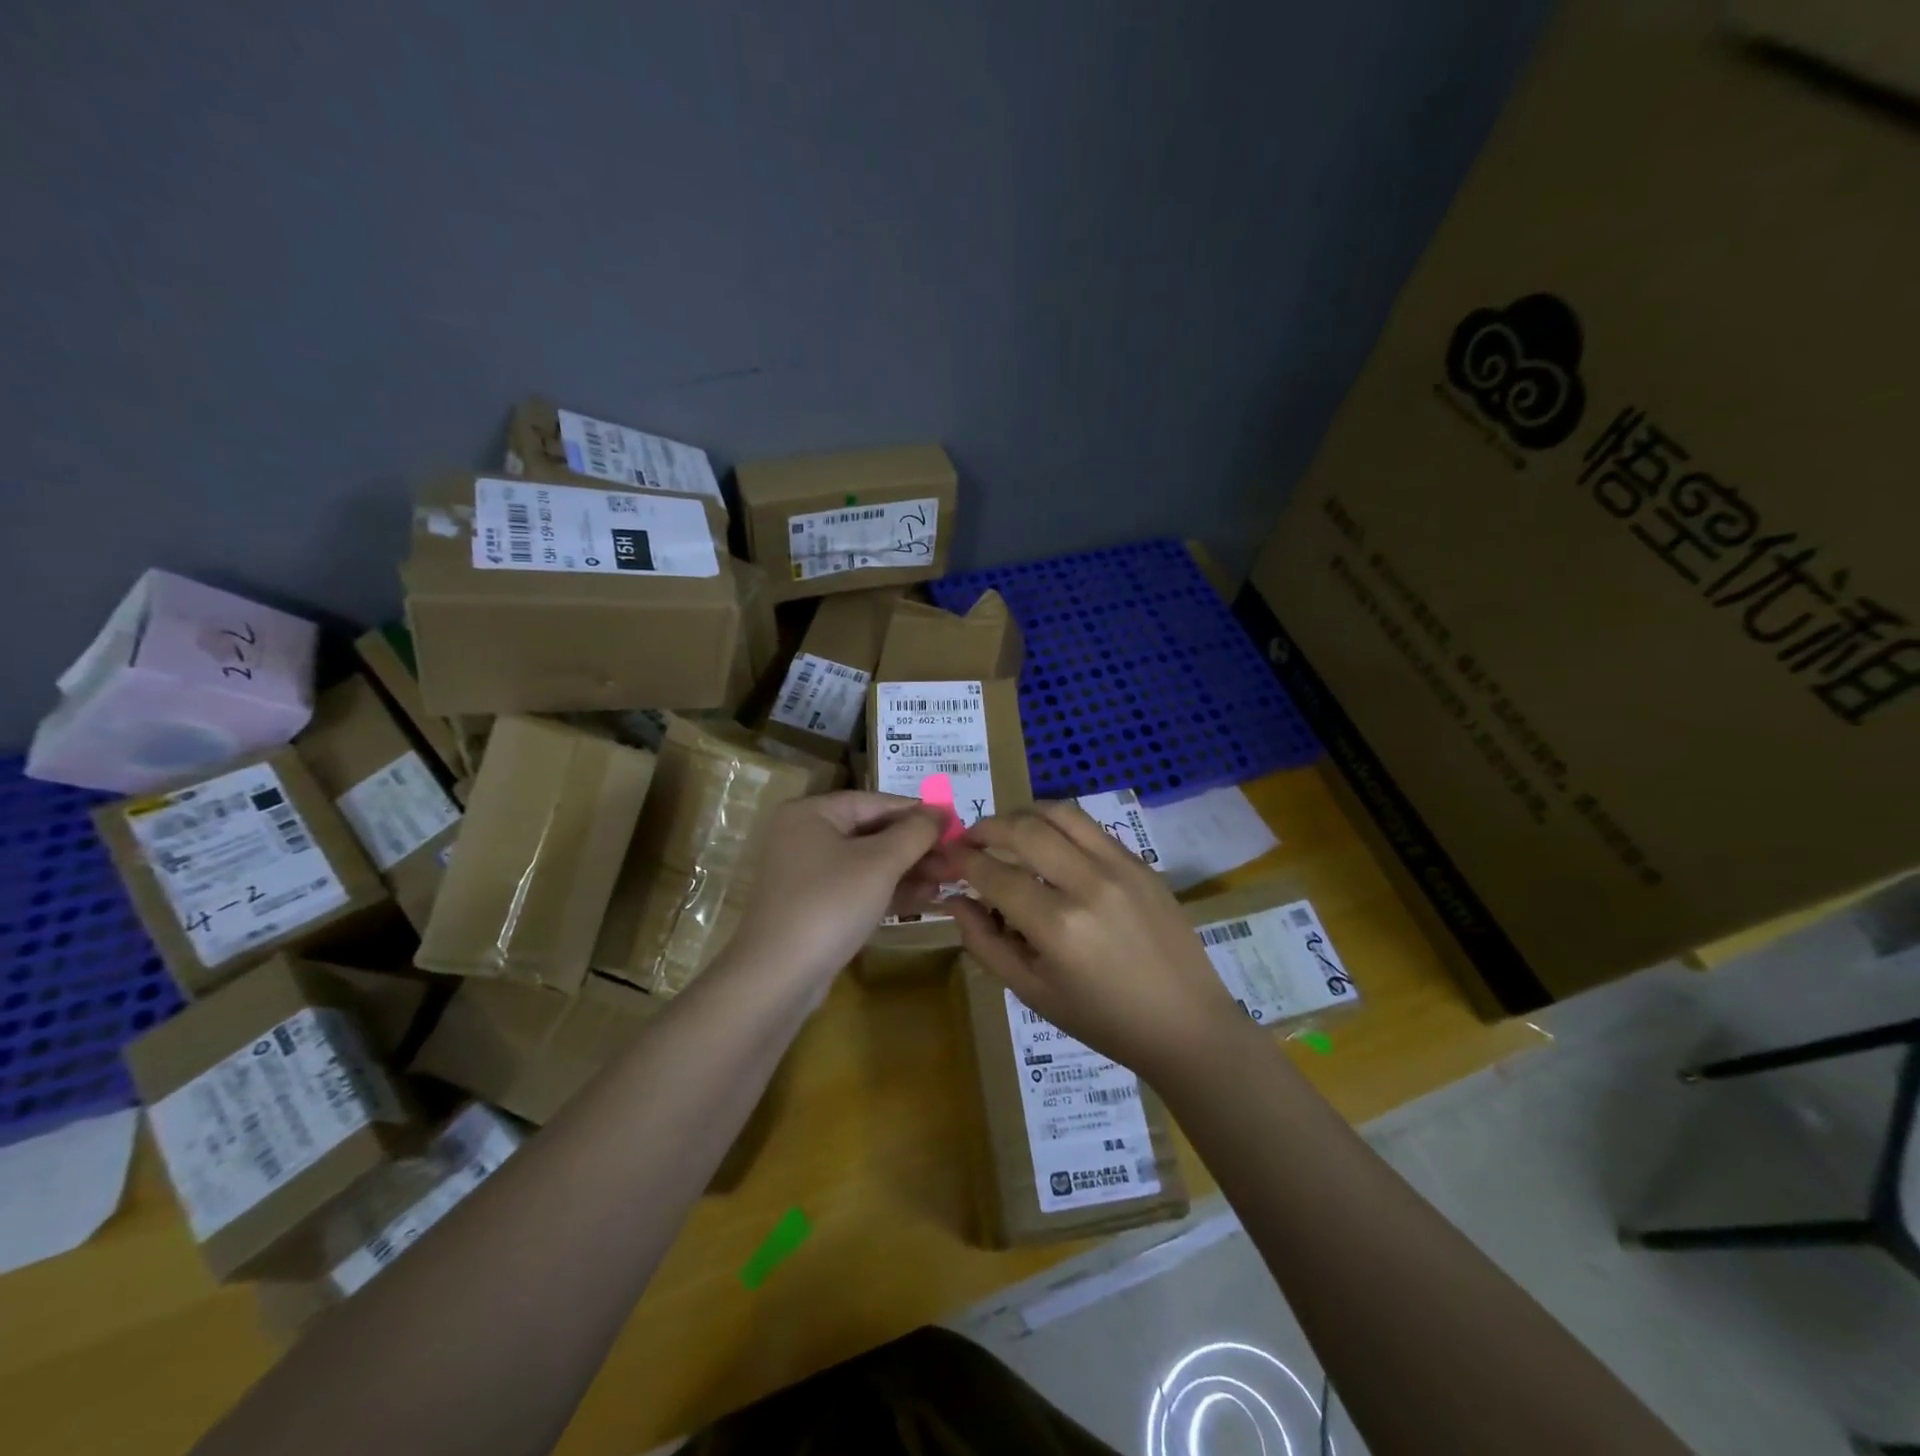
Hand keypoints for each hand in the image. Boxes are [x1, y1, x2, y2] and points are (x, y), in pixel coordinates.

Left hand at [727, 792, 945, 994]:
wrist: (777, 977)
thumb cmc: (830, 904)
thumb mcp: (880, 863)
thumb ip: (915, 832)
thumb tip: (941, 811)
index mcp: (812, 812)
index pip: (876, 802)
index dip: (918, 812)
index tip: (956, 824)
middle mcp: (805, 836)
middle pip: (872, 832)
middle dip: (917, 846)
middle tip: (957, 858)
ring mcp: (807, 873)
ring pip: (868, 862)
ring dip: (909, 870)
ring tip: (950, 879)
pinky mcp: (814, 906)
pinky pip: (858, 887)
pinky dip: (889, 890)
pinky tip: (925, 898)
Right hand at [947, 802, 1252, 1078]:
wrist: (1186, 1024)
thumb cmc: (1103, 1020)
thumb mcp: (1033, 993)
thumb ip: (986, 943)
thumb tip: (957, 901)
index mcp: (1058, 926)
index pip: (995, 874)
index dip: (963, 860)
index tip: (947, 855)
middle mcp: (1089, 884)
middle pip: (1025, 828)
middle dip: (987, 826)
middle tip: (970, 838)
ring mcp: (1121, 867)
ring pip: (1060, 813)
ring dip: (1024, 814)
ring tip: (1006, 830)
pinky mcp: (1141, 862)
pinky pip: (1090, 827)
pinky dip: (1059, 826)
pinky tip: (1049, 844)